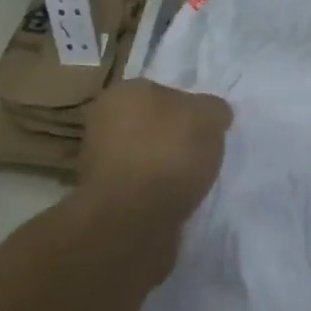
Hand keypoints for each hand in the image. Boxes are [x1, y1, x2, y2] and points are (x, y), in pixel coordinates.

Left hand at [78, 78, 232, 236]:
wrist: (133, 219)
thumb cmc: (169, 153)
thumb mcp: (209, 116)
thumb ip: (213, 109)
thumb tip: (213, 114)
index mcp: (123, 92)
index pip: (163, 91)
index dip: (189, 109)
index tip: (206, 129)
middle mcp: (102, 122)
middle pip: (151, 124)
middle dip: (173, 138)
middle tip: (201, 154)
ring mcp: (97, 163)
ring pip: (143, 157)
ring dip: (164, 168)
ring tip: (190, 183)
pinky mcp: (102, 199)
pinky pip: (139, 187)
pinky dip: (155, 193)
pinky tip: (174, 201)